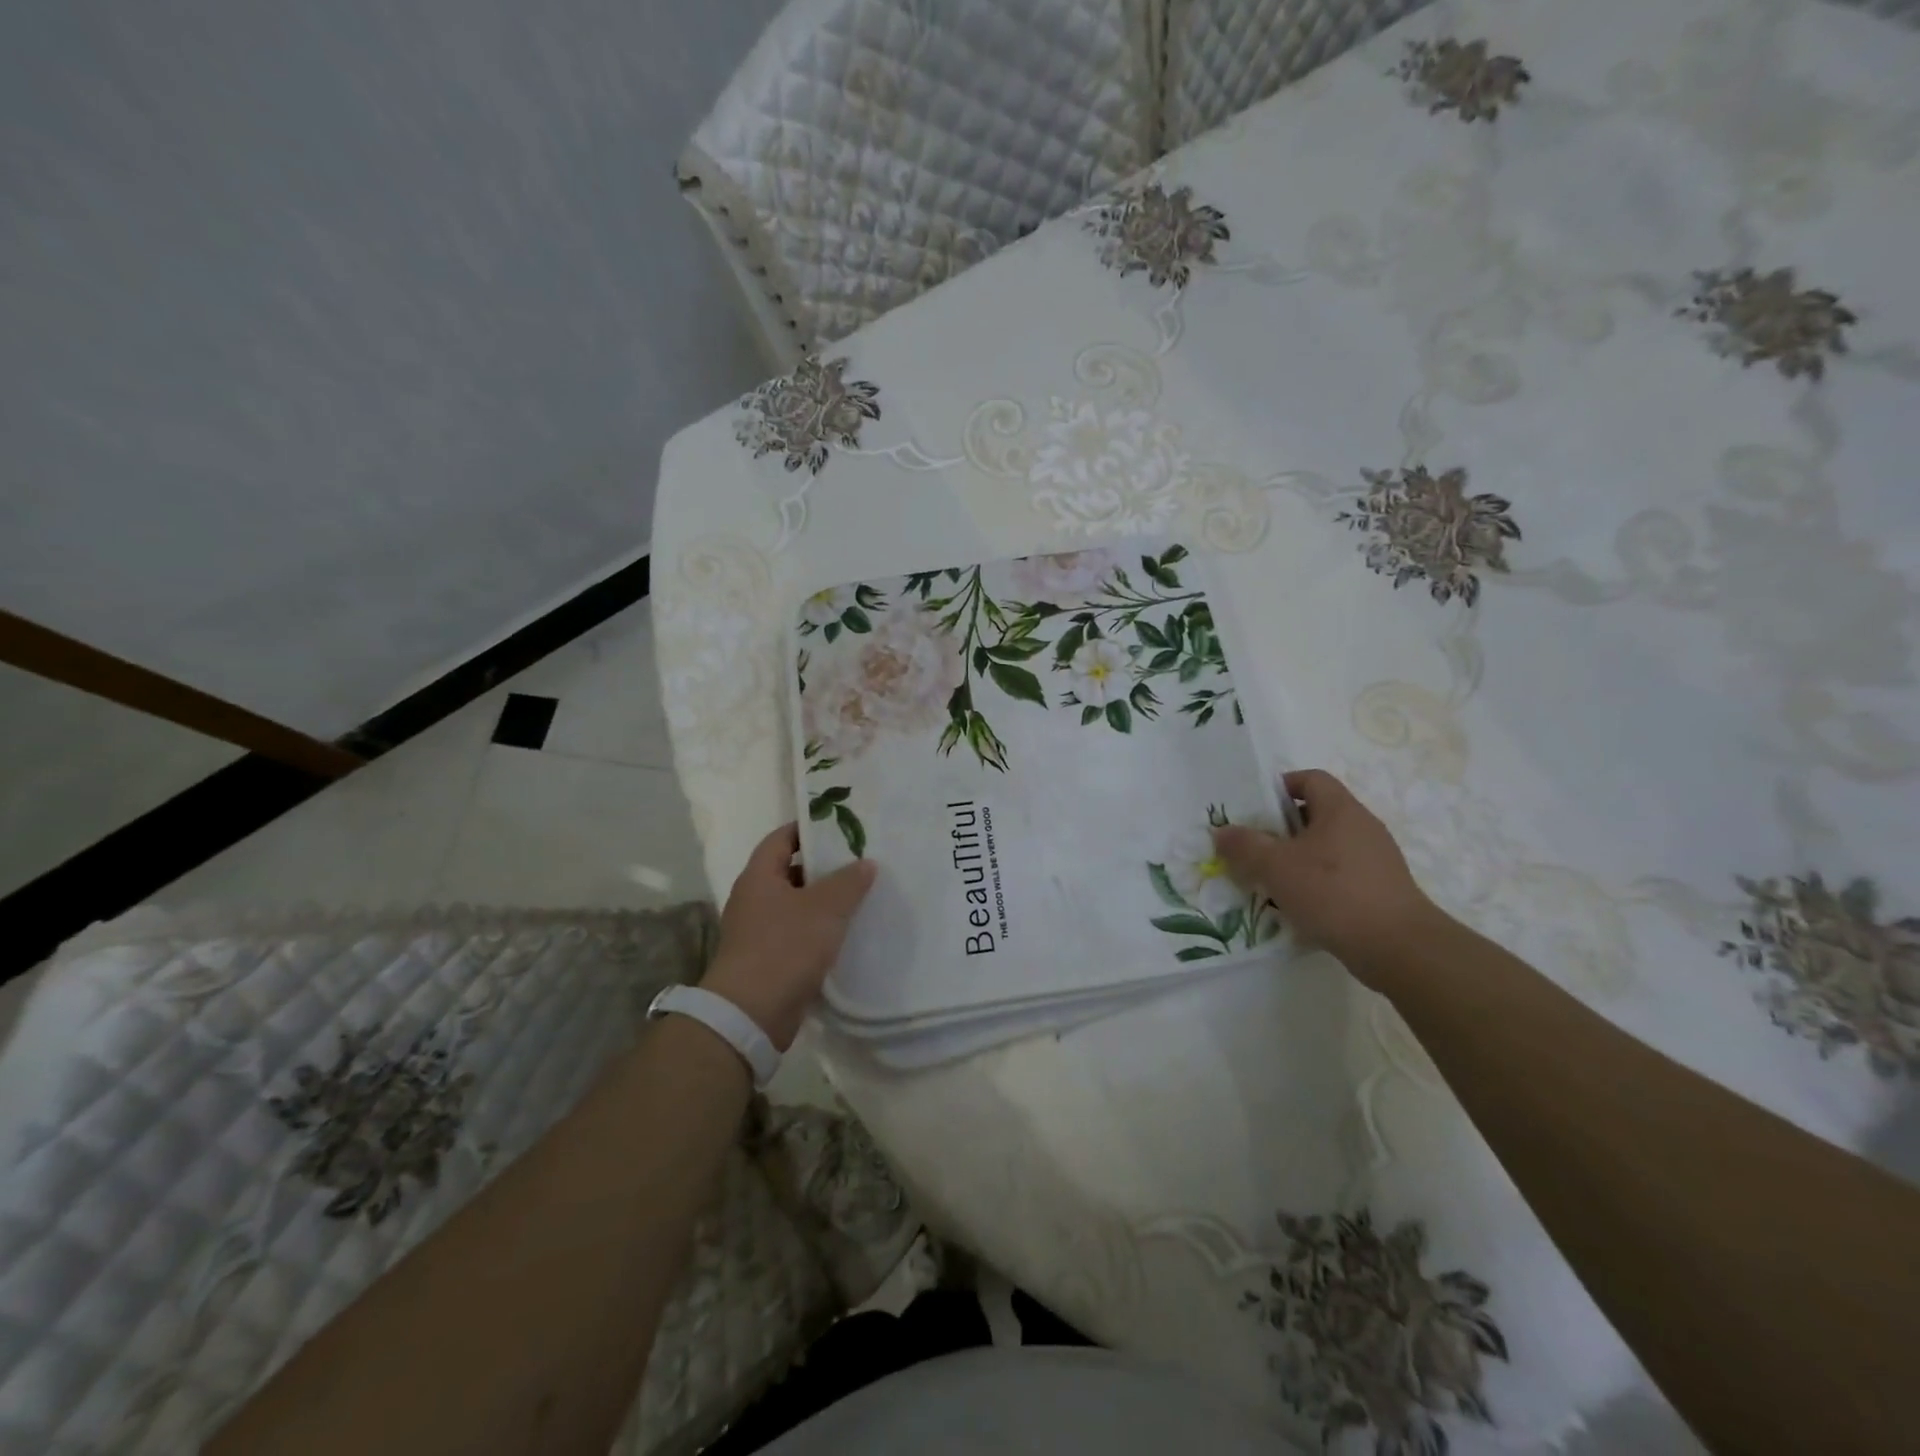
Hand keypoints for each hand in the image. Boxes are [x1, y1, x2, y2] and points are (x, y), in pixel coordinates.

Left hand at [701, 823, 875, 1049]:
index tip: (839, 826)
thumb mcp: (825, 908)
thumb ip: (848, 881)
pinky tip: (846, 933)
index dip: (808, 828)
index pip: (781, 838)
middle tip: (859, 860)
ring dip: (823, 901)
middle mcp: (754, 899)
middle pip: (790, 871)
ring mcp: (758, 931)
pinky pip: (797, 934)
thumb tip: (866, 862)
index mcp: (759, 876)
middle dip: (823, 866)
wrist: (751, 1013)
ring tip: (860, 895)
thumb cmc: (785, 947)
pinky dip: (819, 930)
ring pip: (796, 905)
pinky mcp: (768, 959)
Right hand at [1211, 769, 1438, 981]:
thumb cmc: (1333, 892)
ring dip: (1296, 860)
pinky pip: (1340, 876)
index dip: (1280, 787)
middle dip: (1280, 829)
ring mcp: (1376, 860)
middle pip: (1316, 814)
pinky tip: (1298, 907)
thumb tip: (1222, 832)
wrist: (1398, 948)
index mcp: (1341, 810)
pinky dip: (1316, 884)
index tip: (1254, 808)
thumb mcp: (1276, 866)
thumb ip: (1244, 845)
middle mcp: (1362, 827)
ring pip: (1326, 848)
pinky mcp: (1381, 890)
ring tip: (1269, 881)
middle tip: (1252, 847)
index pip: (1310, 779)